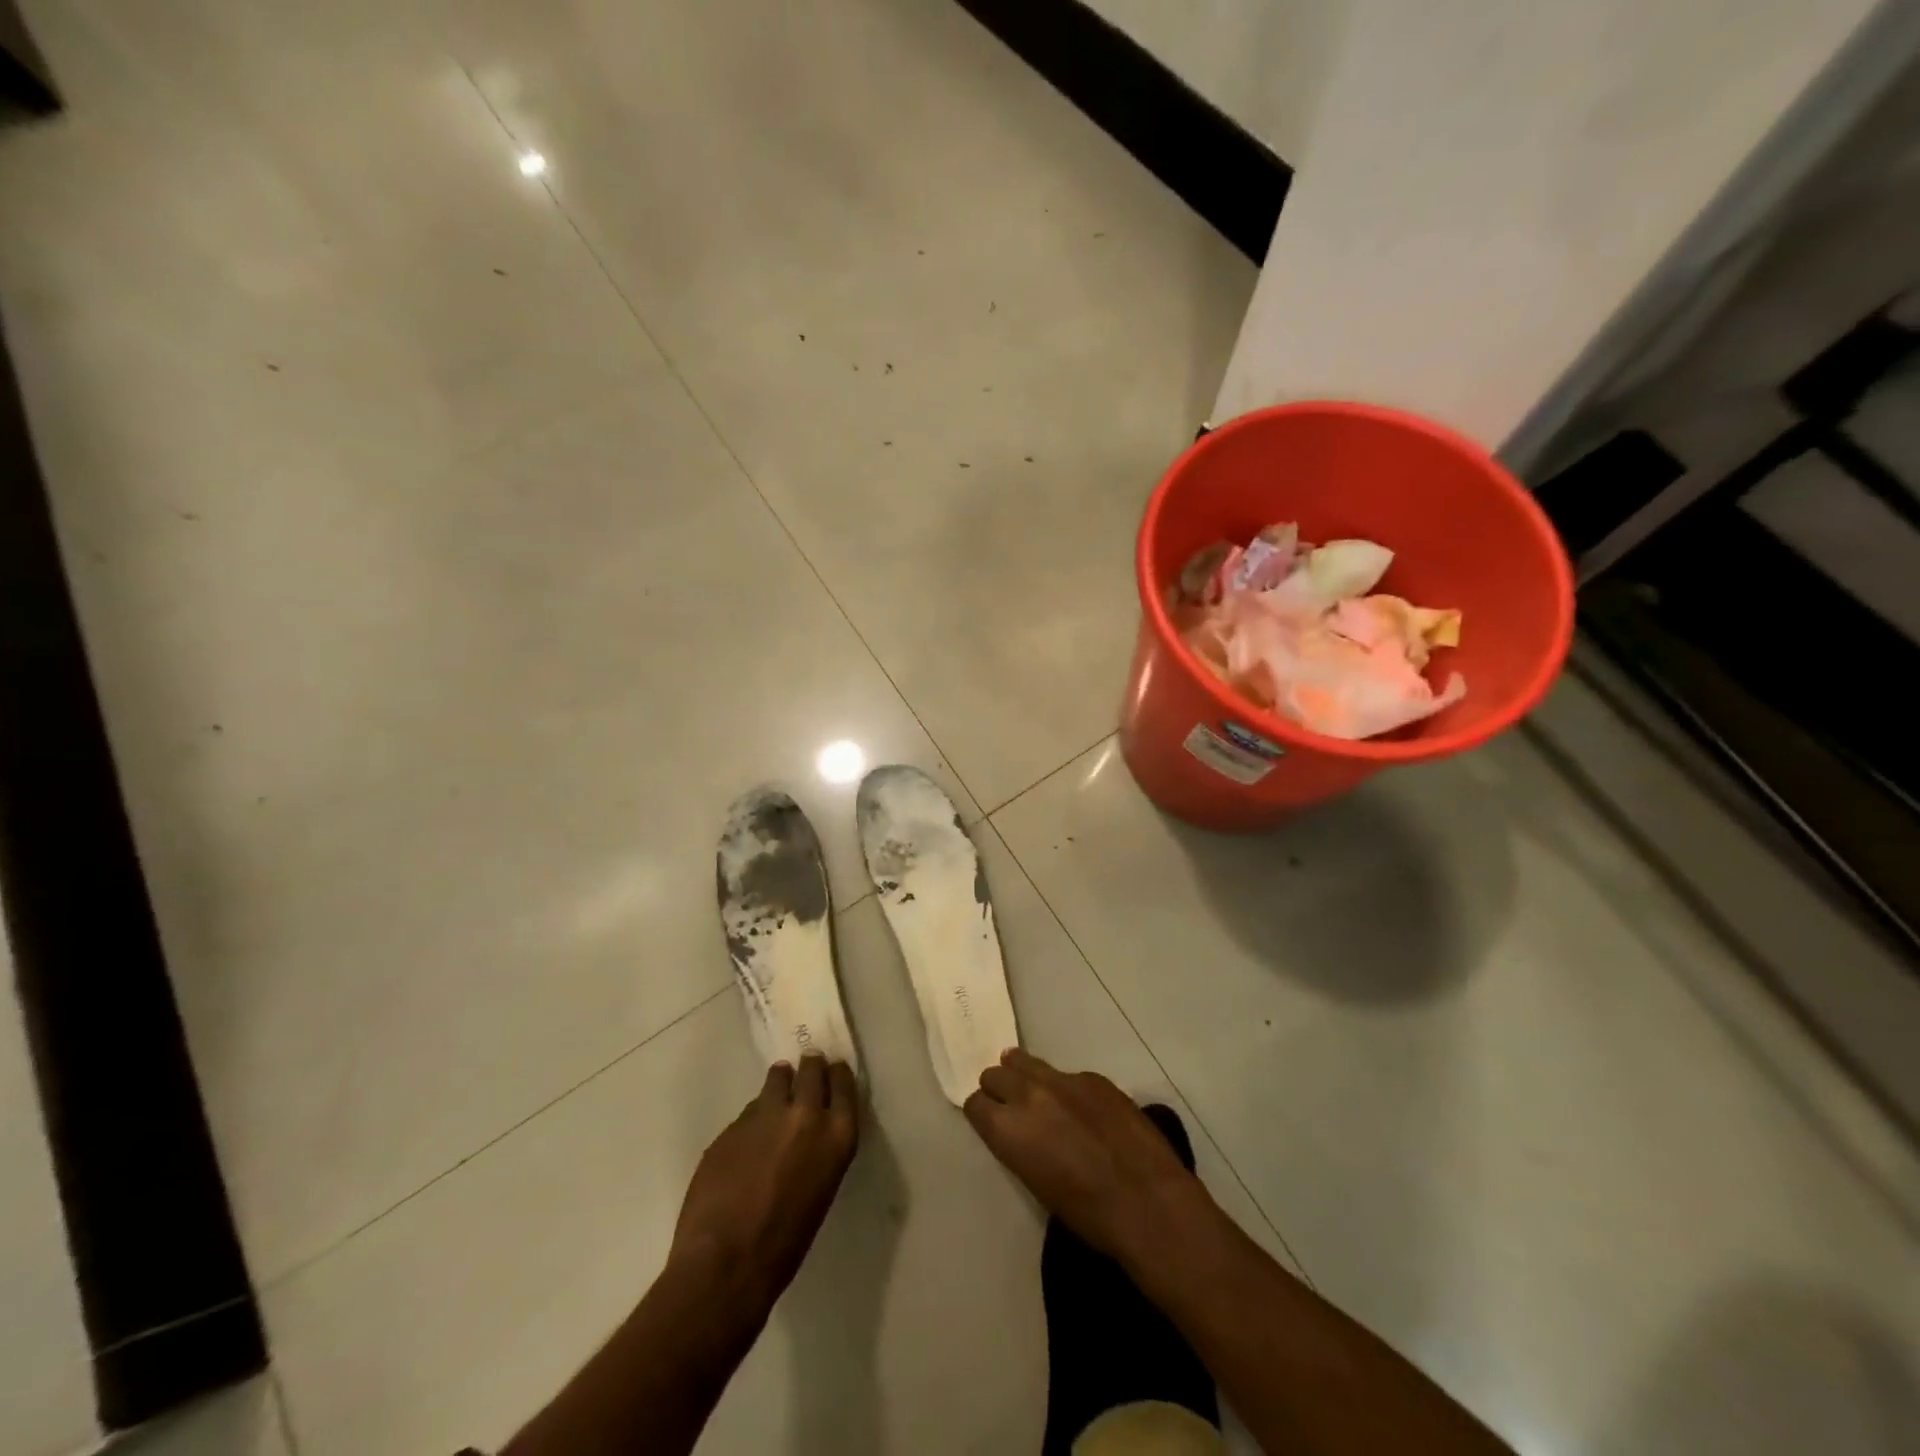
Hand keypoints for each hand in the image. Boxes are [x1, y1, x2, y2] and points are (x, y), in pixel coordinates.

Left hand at [670, 1054, 858, 1316]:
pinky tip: (748, 1138)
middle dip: (810, 1067)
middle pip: (811, 1070)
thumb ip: (818, 1149)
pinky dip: (752, 1117)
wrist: (726, 1263)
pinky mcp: (733, 1124)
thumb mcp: (821, 1189)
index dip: (837, 1074)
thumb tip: (806, 1135)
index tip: (834, 1069)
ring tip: (777, 1086)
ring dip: (779, 1082)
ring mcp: (765, 1115)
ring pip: (776, 1079)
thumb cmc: (785, 1242)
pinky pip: (749, 1111)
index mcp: (836, 1135)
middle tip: (807, 1066)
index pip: (844, 1084)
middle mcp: (805, 1114)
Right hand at [963, 1049, 1209, 1262]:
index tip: (990, 1119)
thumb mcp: (1036, 1182)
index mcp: (1008, 1128)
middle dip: (999, 1087)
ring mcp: (1063, 1080)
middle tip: (1009, 1104)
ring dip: (1024, 1074)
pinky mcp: (1093, 1077)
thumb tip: (1021, 1131)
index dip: (982, 1112)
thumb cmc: (1086, 1212)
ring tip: (1034, 1089)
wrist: (1146, 1201)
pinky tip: (1082, 1108)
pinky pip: (1067, 1075)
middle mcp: (1028, 1094)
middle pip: (996, 1074)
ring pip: (1027, 1062)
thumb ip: (1020, 1144)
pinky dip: (1066, 1087)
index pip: (975, 1103)